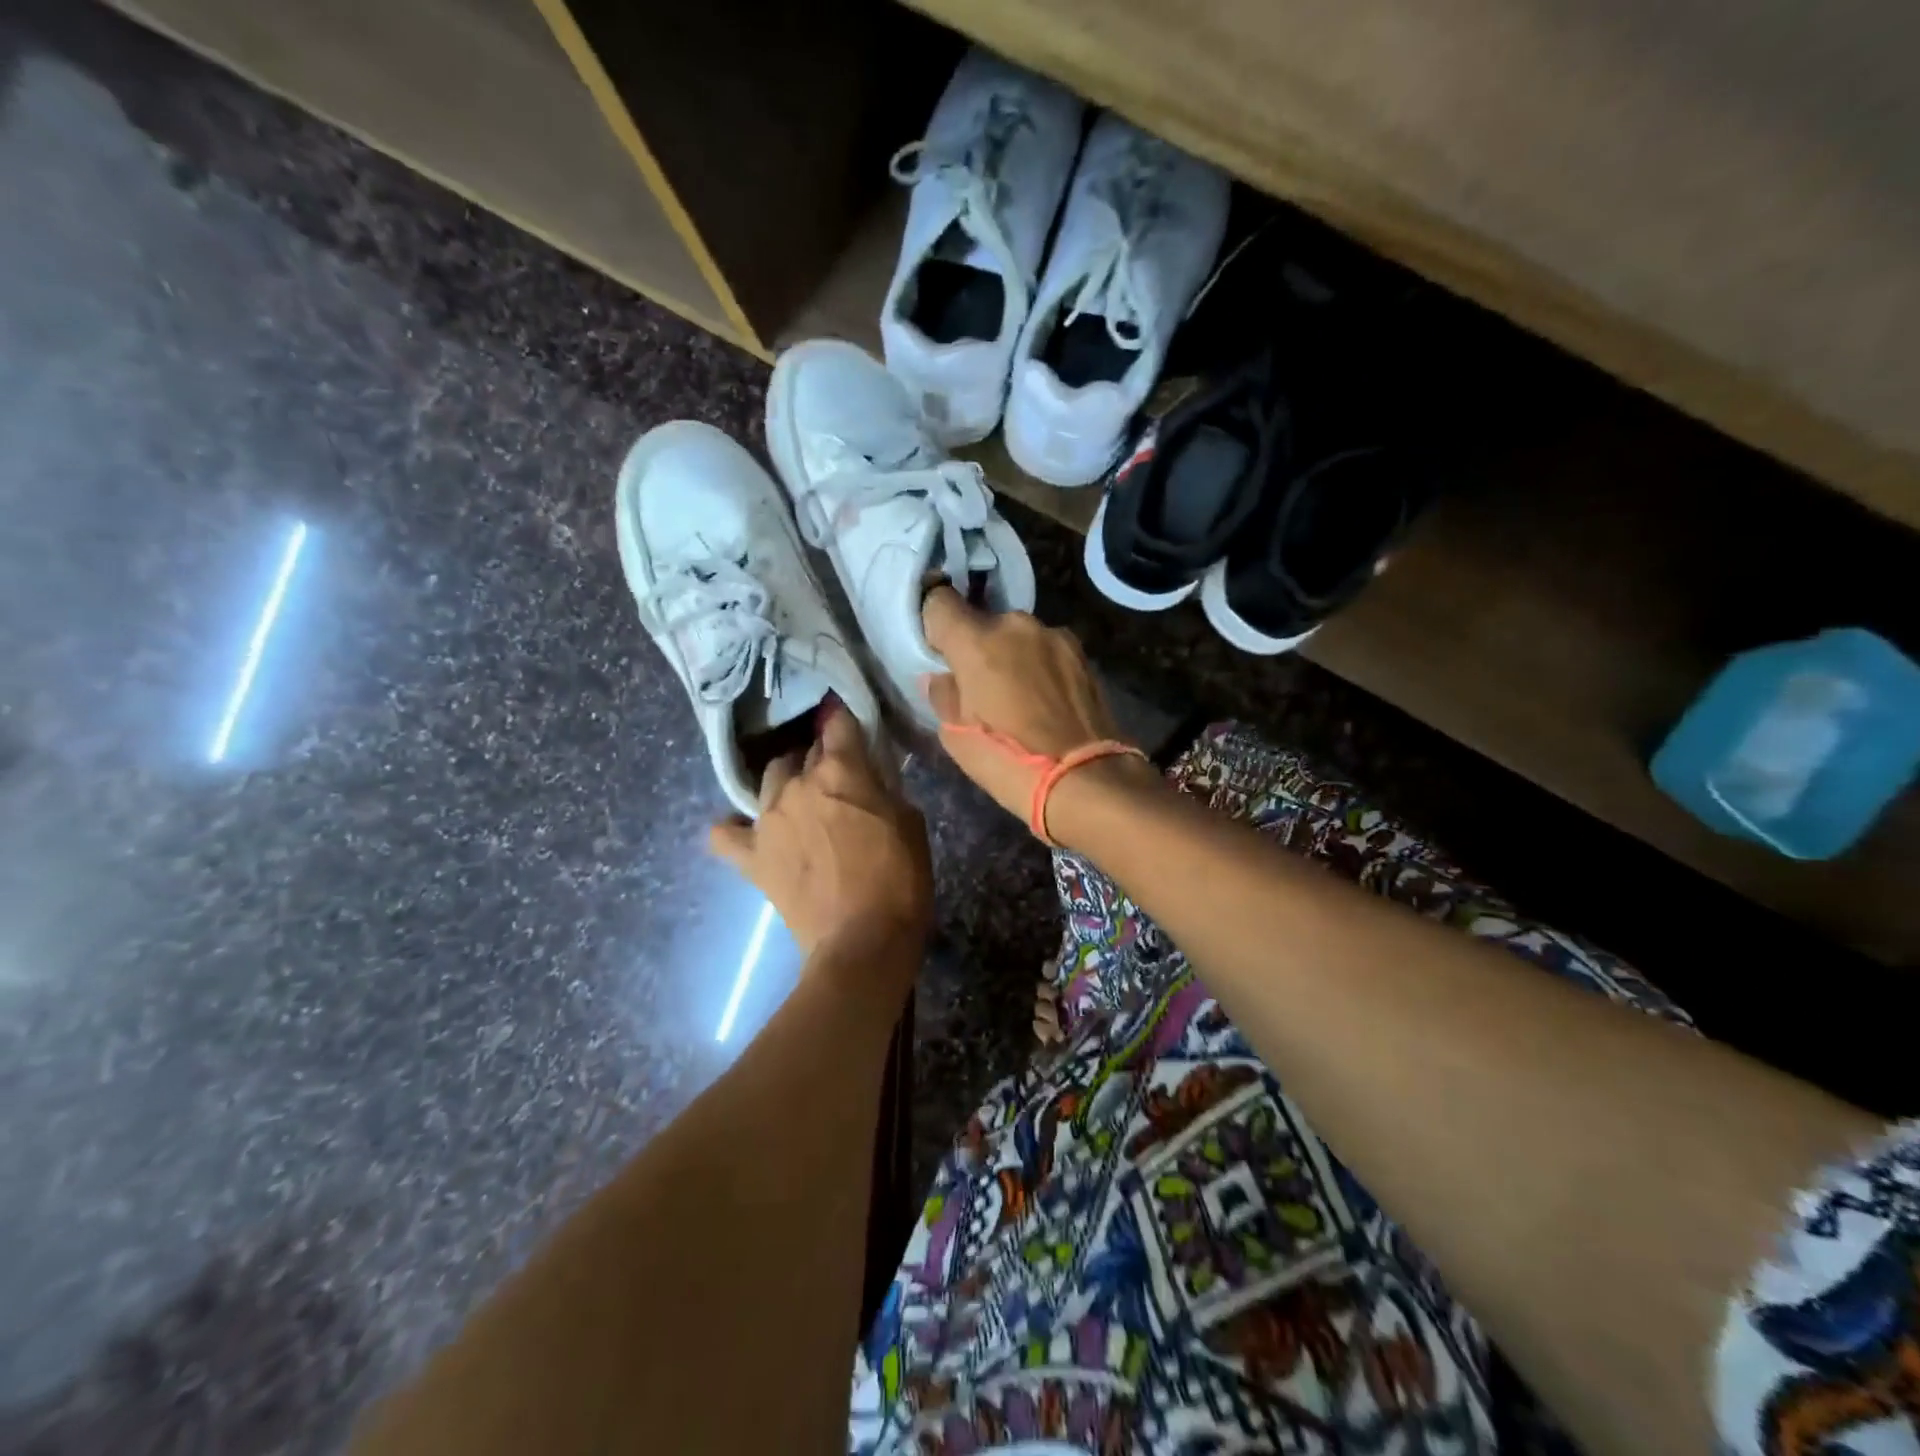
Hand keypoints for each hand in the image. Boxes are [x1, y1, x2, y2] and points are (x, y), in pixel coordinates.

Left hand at [709, 704, 931, 968]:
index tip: (848, 724)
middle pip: (803, 751)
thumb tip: (869, 777)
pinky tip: (748, 832)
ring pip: (768, 779)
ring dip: (786, 784)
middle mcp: (797, 784)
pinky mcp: (751, 856)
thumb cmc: (900, 880)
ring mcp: (768, 819)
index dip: (843, 720)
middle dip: (820, 757)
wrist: (863, 942)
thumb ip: (885, 788)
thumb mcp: (911, 822)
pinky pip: (725, 833)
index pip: (837, 724)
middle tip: (838, 778)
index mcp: (841, 771)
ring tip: (800, 802)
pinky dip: (735, 829)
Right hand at [920, 587, 1155, 837]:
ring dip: (1013, 656)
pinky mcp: (1082, 653)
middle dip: (978, 647)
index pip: (940, 603)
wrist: (1084, 778)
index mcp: (976, 641)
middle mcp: (1015, 625)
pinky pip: (1047, 650)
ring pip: (1019, 637)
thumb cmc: (1008, 760)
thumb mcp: (957, 736)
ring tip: (1019, 698)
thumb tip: (943, 677)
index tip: (937, 650)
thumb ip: (944, 694)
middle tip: (980, 686)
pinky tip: (1046, 701)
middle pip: (984, 622)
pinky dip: (1040, 666)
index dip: (934, 623)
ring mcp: (1054, 636)